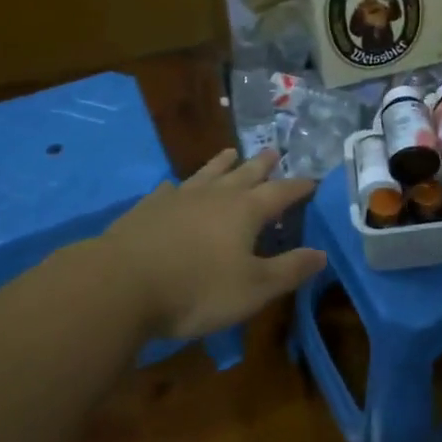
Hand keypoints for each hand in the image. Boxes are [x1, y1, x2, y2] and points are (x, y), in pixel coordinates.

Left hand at [94, 149, 326, 342]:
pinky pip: (169, 190)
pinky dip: (179, 186)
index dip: (298, 187)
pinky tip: (174, 186)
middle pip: (245, 173)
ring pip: (207, 173)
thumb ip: (289, 270)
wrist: (119, 284)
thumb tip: (322, 253)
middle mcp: (216, 196)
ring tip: (232, 152)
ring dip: (222, 163)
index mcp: (246, 211)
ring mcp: (179, 198)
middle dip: (263, 165)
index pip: (281, 192)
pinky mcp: (147, 209)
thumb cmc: (196, 289)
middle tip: (274, 151)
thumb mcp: (253, 288)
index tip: (312, 180)